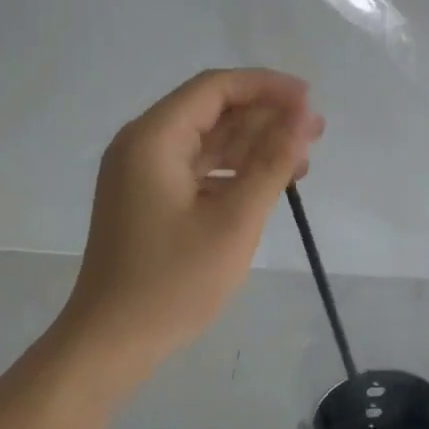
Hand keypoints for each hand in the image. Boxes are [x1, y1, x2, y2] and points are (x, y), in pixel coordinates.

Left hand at [61, 69, 323, 372]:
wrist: (112, 341)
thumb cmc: (174, 282)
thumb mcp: (234, 221)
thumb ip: (271, 163)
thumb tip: (303, 118)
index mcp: (153, 138)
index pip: (215, 88)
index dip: (267, 87)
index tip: (310, 101)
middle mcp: (142, 145)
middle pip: (210, 111)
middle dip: (265, 116)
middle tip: (315, 132)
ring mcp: (141, 174)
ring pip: (206, 141)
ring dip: (253, 145)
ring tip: (303, 158)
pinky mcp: (147, 200)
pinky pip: (196, 169)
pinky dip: (232, 171)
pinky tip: (269, 184)